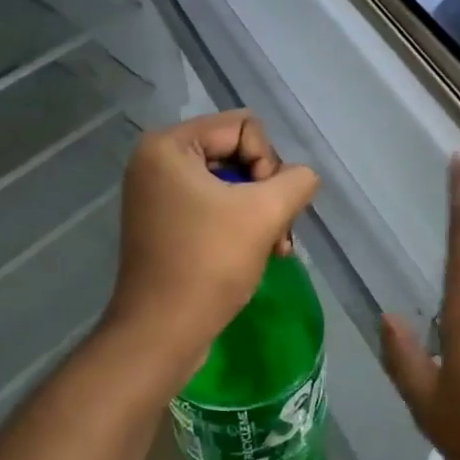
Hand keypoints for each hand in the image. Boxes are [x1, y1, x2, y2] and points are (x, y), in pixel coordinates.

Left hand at [103, 111, 318, 366]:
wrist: (162, 332)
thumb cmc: (209, 263)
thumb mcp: (264, 213)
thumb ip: (296, 181)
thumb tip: (302, 178)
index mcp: (168, 146)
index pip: (244, 126)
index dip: (268, 162)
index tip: (265, 205)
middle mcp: (156, 162)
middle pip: (237, 153)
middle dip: (266, 191)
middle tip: (279, 230)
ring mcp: (158, 195)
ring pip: (231, 184)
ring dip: (260, 212)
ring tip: (277, 247)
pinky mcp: (165, 224)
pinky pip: (214, 207)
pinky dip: (240, 226)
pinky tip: (262, 253)